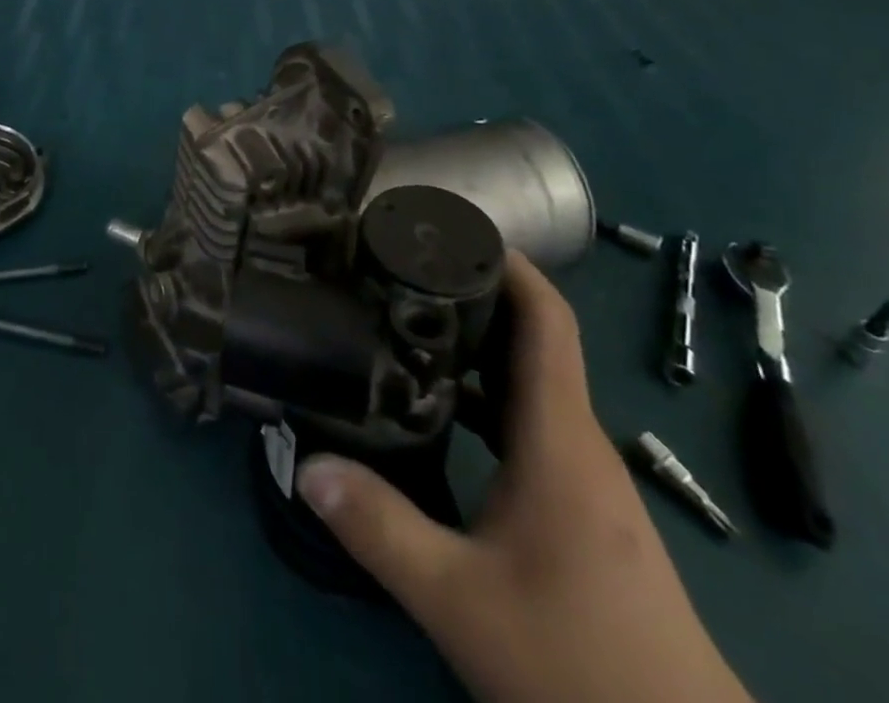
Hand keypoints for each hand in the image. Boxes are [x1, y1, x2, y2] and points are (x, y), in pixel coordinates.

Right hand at [295, 252, 751, 702]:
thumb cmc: (581, 665)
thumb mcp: (462, 601)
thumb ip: (381, 529)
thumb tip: (305, 464)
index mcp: (558, 438)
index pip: (545, 319)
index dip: (507, 263)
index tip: (448, 230)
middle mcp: (576, 441)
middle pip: (530, 339)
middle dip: (472, 293)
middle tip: (400, 268)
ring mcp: (582, 476)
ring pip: (527, 383)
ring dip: (475, 346)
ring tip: (405, 322)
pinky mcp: (579, 507)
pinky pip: (528, 423)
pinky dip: (484, 396)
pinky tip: (438, 410)